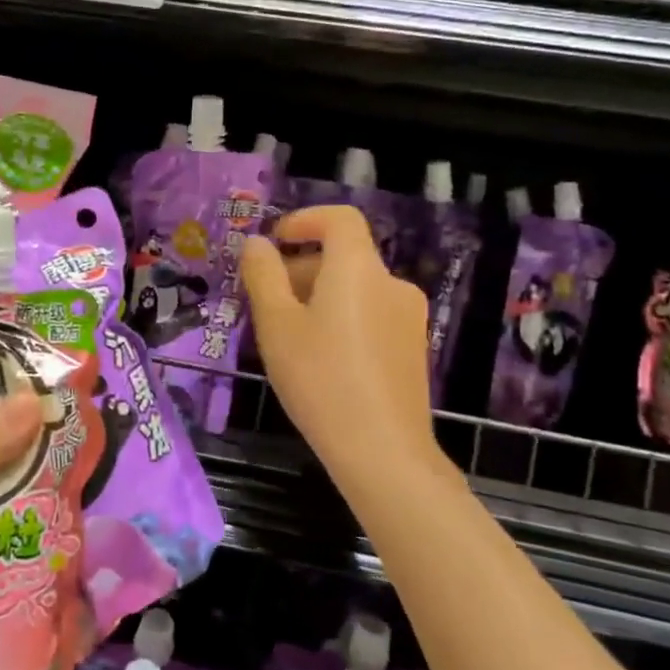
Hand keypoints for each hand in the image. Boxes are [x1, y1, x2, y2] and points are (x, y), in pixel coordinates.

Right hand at [240, 205, 439, 497]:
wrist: (382, 451)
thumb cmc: (320, 378)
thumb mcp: (276, 325)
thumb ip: (263, 275)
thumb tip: (256, 244)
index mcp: (358, 268)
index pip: (340, 219)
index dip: (305, 221)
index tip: (275, 242)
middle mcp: (391, 283)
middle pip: (344, 256)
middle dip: (301, 268)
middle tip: (265, 302)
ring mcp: (408, 317)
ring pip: (355, 289)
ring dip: (318, 296)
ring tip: (287, 336)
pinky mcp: (412, 349)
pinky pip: (370, 315)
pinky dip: (341, 319)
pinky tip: (320, 360)